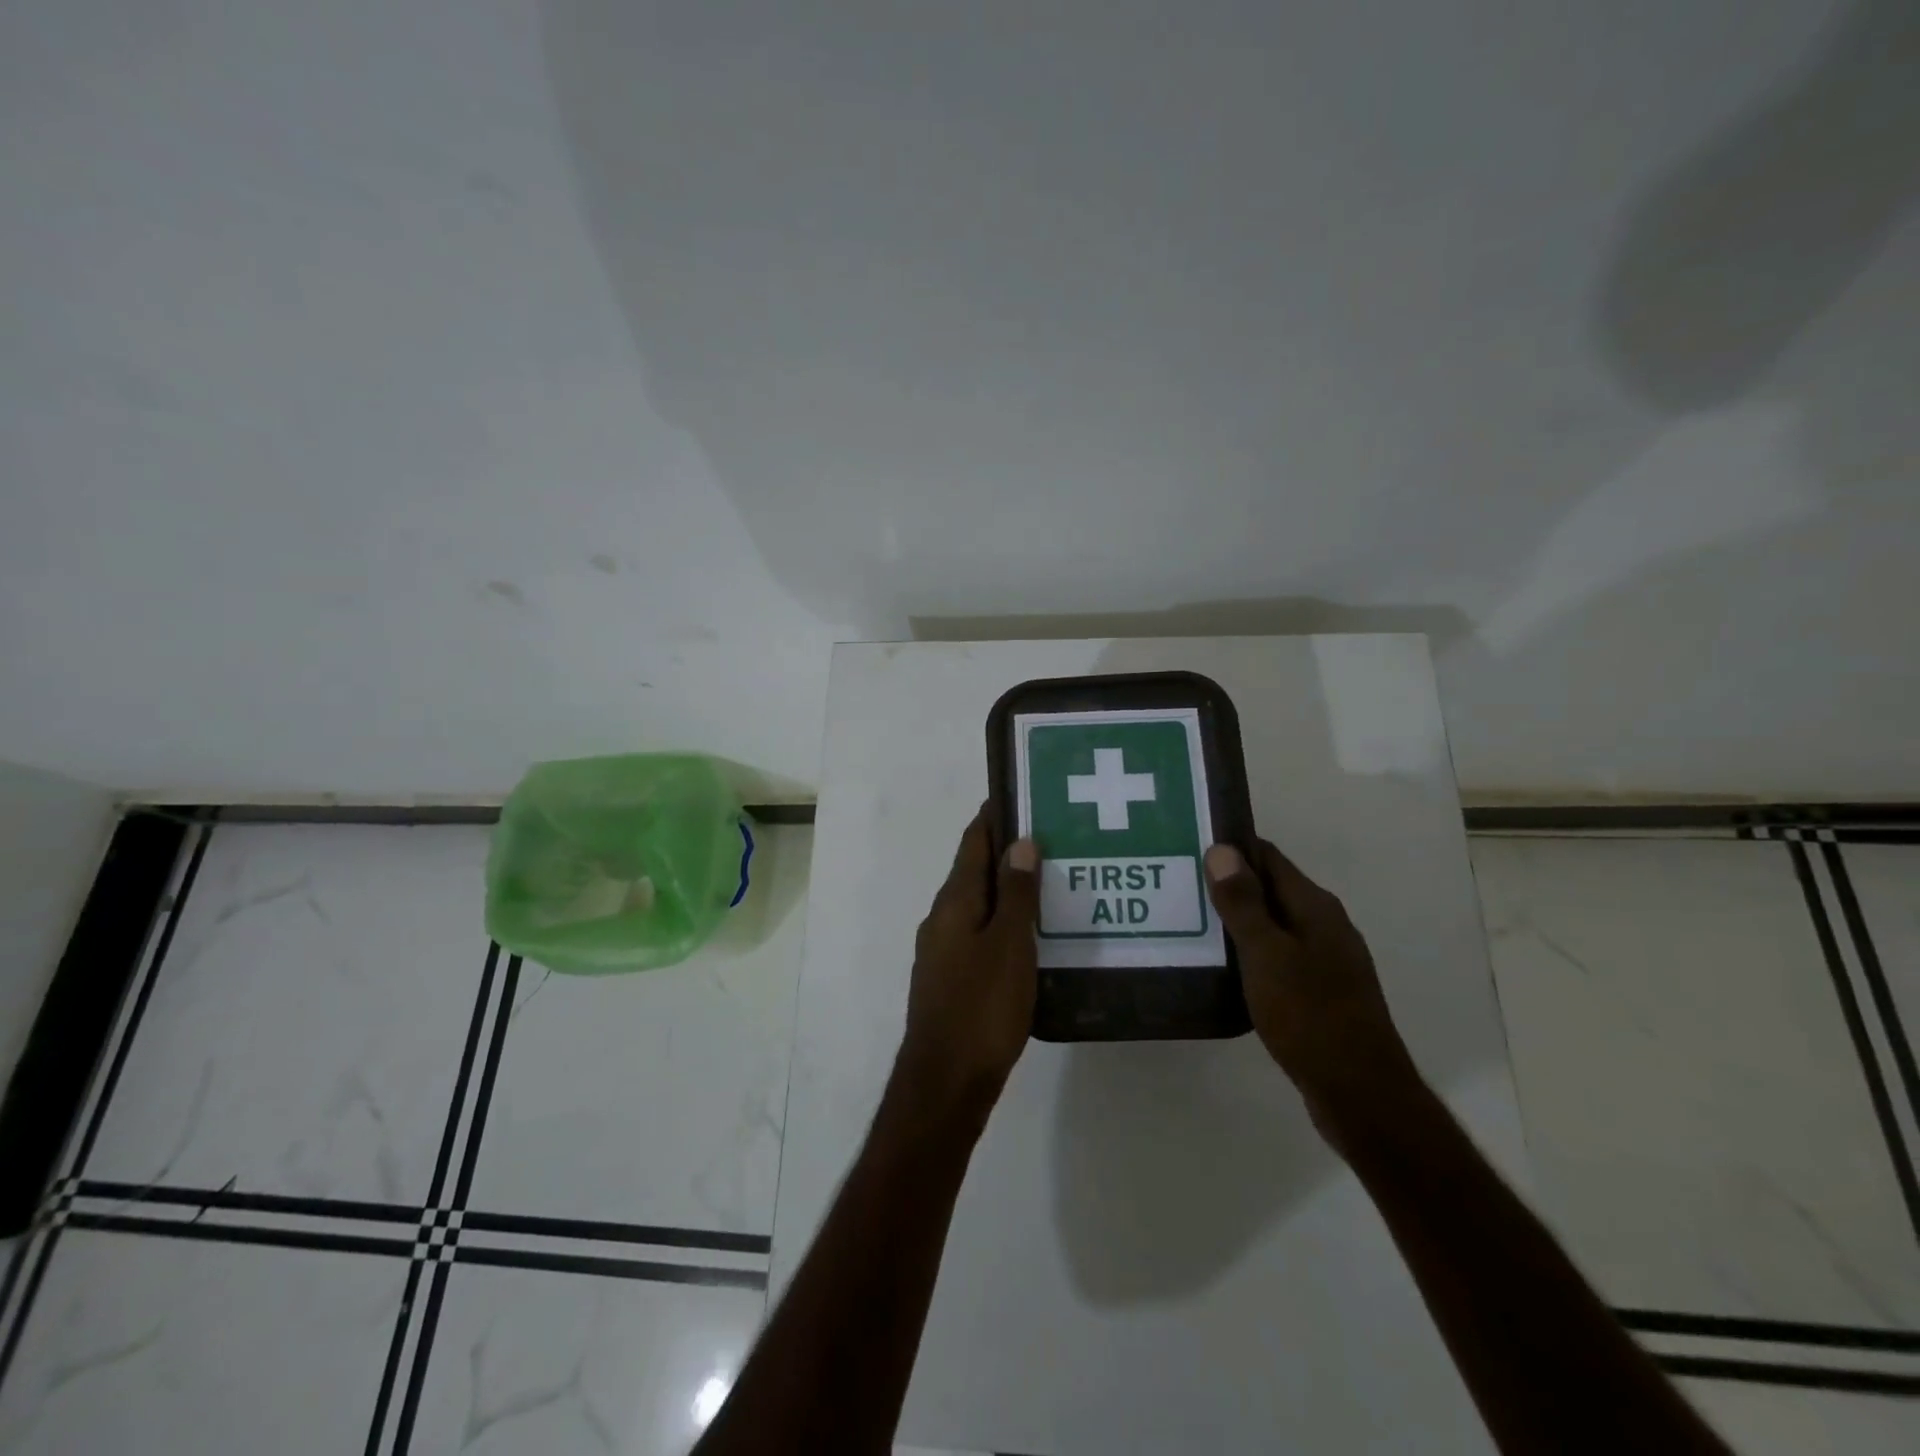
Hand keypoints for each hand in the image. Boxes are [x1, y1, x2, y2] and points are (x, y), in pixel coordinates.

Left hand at [895, 805, 1039, 1124]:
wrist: (947, 1082)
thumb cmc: (982, 1007)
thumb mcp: (1009, 946)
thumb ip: (1017, 894)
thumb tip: (1021, 842)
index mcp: (955, 902)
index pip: (973, 842)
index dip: (994, 816)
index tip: (1022, 794)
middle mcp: (943, 918)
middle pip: (975, 871)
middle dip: (1008, 851)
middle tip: (1054, 837)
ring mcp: (944, 950)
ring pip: (980, 905)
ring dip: (1010, 889)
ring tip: (1053, 881)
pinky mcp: (953, 978)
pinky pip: (982, 934)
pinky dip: (1006, 923)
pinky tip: (1034, 934)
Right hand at [1204, 840, 1420, 1140]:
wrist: (1361, 1094)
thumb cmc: (1310, 1016)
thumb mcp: (1267, 955)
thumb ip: (1243, 903)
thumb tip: (1223, 849)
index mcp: (1315, 907)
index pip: (1268, 857)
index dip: (1231, 847)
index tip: (1189, 845)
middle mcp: (1324, 926)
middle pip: (1270, 890)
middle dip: (1227, 884)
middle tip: (1177, 884)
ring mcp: (1325, 961)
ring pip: (1271, 926)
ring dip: (1235, 921)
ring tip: (1187, 922)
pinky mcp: (1319, 993)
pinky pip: (1276, 958)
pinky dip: (1248, 954)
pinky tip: (1219, 967)